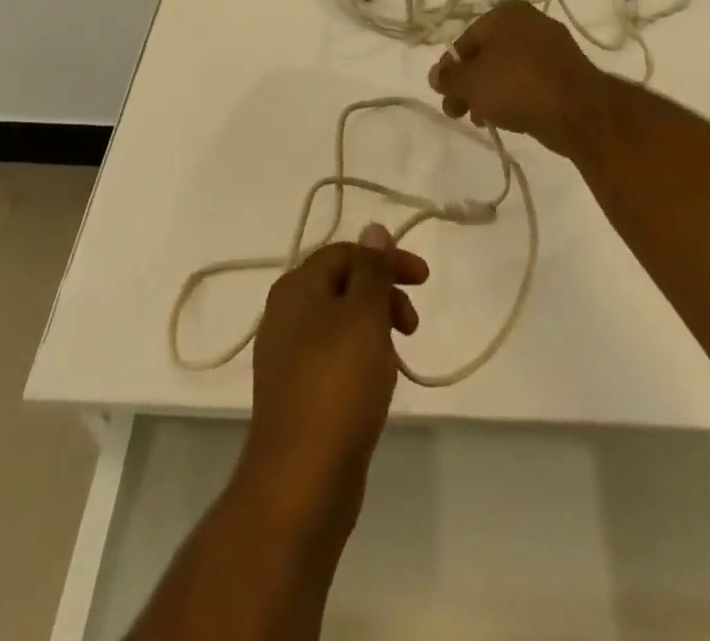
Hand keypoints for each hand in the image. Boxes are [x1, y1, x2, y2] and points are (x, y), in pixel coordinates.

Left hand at [240, 225, 429, 526]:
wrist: (299, 480)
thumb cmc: (337, 385)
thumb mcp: (363, 316)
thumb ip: (371, 270)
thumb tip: (373, 228)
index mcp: (297, 287)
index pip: (346, 252)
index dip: (387, 259)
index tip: (424, 280)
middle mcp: (285, 313)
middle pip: (341, 284)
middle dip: (382, 294)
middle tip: (412, 325)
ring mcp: (287, 355)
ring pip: (339, 322)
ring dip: (374, 327)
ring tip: (399, 356)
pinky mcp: (296, 392)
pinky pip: (333, 357)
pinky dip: (360, 356)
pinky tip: (377, 383)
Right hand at [428, 0, 612, 157]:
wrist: (578, 110)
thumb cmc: (516, 85)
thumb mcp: (471, 82)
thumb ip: (448, 78)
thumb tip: (435, 75)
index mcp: (506, 13)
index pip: (466, 40)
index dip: (451, 69)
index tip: (444, 94)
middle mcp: (531, 22)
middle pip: (488, 55)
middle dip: (469, 84)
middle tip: (457, 112)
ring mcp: (552, 47)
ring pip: (508, 69)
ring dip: (490, 93)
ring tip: (481, 120)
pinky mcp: (567, 72)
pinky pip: (530, 81)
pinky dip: (515, 96)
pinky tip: (508, 119)